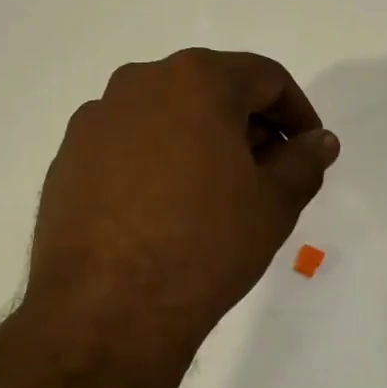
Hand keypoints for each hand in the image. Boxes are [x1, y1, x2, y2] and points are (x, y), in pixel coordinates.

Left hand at [26, 48, 339, 365]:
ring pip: (167, 117)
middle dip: (248, 128)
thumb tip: (318, 141)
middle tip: (268, 177)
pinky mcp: (68, 158)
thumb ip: (304, 162)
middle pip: (212, 91)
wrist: (106, 309)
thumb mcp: (274, 204)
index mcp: (195, 79)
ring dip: (201, 144)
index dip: (298, 114)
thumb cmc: (205, 245)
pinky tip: (165, 211)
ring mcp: (96, 121)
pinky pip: (128, 146)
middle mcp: (139, 84)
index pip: (265, 78)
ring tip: (216, 198)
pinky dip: (158, 163)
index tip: (308, 152)